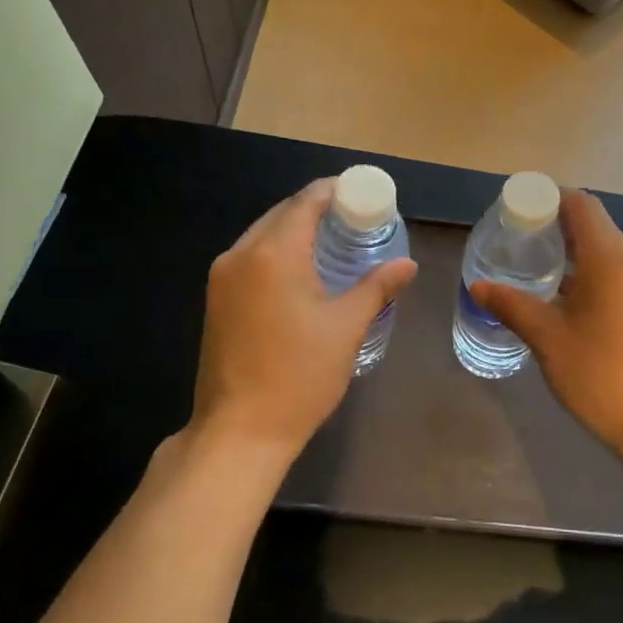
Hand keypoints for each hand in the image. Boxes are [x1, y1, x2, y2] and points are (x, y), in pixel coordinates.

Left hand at [191, 178, 417, 459]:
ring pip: (262, 236)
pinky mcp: (215, 300)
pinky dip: (276, 254)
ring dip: (295, 232)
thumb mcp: (346, 328)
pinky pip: (250, 259)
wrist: (239, 431)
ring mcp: (221, 278)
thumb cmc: (299, 376)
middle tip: (354, 220)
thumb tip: (407, 266)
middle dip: (316, 210)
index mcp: (272, 254)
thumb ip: (377, 287)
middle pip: (281, 215)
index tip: (362, 195)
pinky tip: (301, 272)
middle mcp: (240, 255)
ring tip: (332, 243)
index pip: (305, 202)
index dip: (334, 192)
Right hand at [471, 190, 622, 458]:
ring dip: (572, 251)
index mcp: (610, 258)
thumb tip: (478, 286)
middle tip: (517, 242)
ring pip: (606, 250)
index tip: (516, 213)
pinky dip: (589, 272)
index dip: (547, 200)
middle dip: (554, 226)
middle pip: (593, 224)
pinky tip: (565, 298)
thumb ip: (511, 305)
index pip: (580, 205)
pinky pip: (617, 271)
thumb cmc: (600, 374)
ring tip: (535, 270)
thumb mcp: (547, 338)